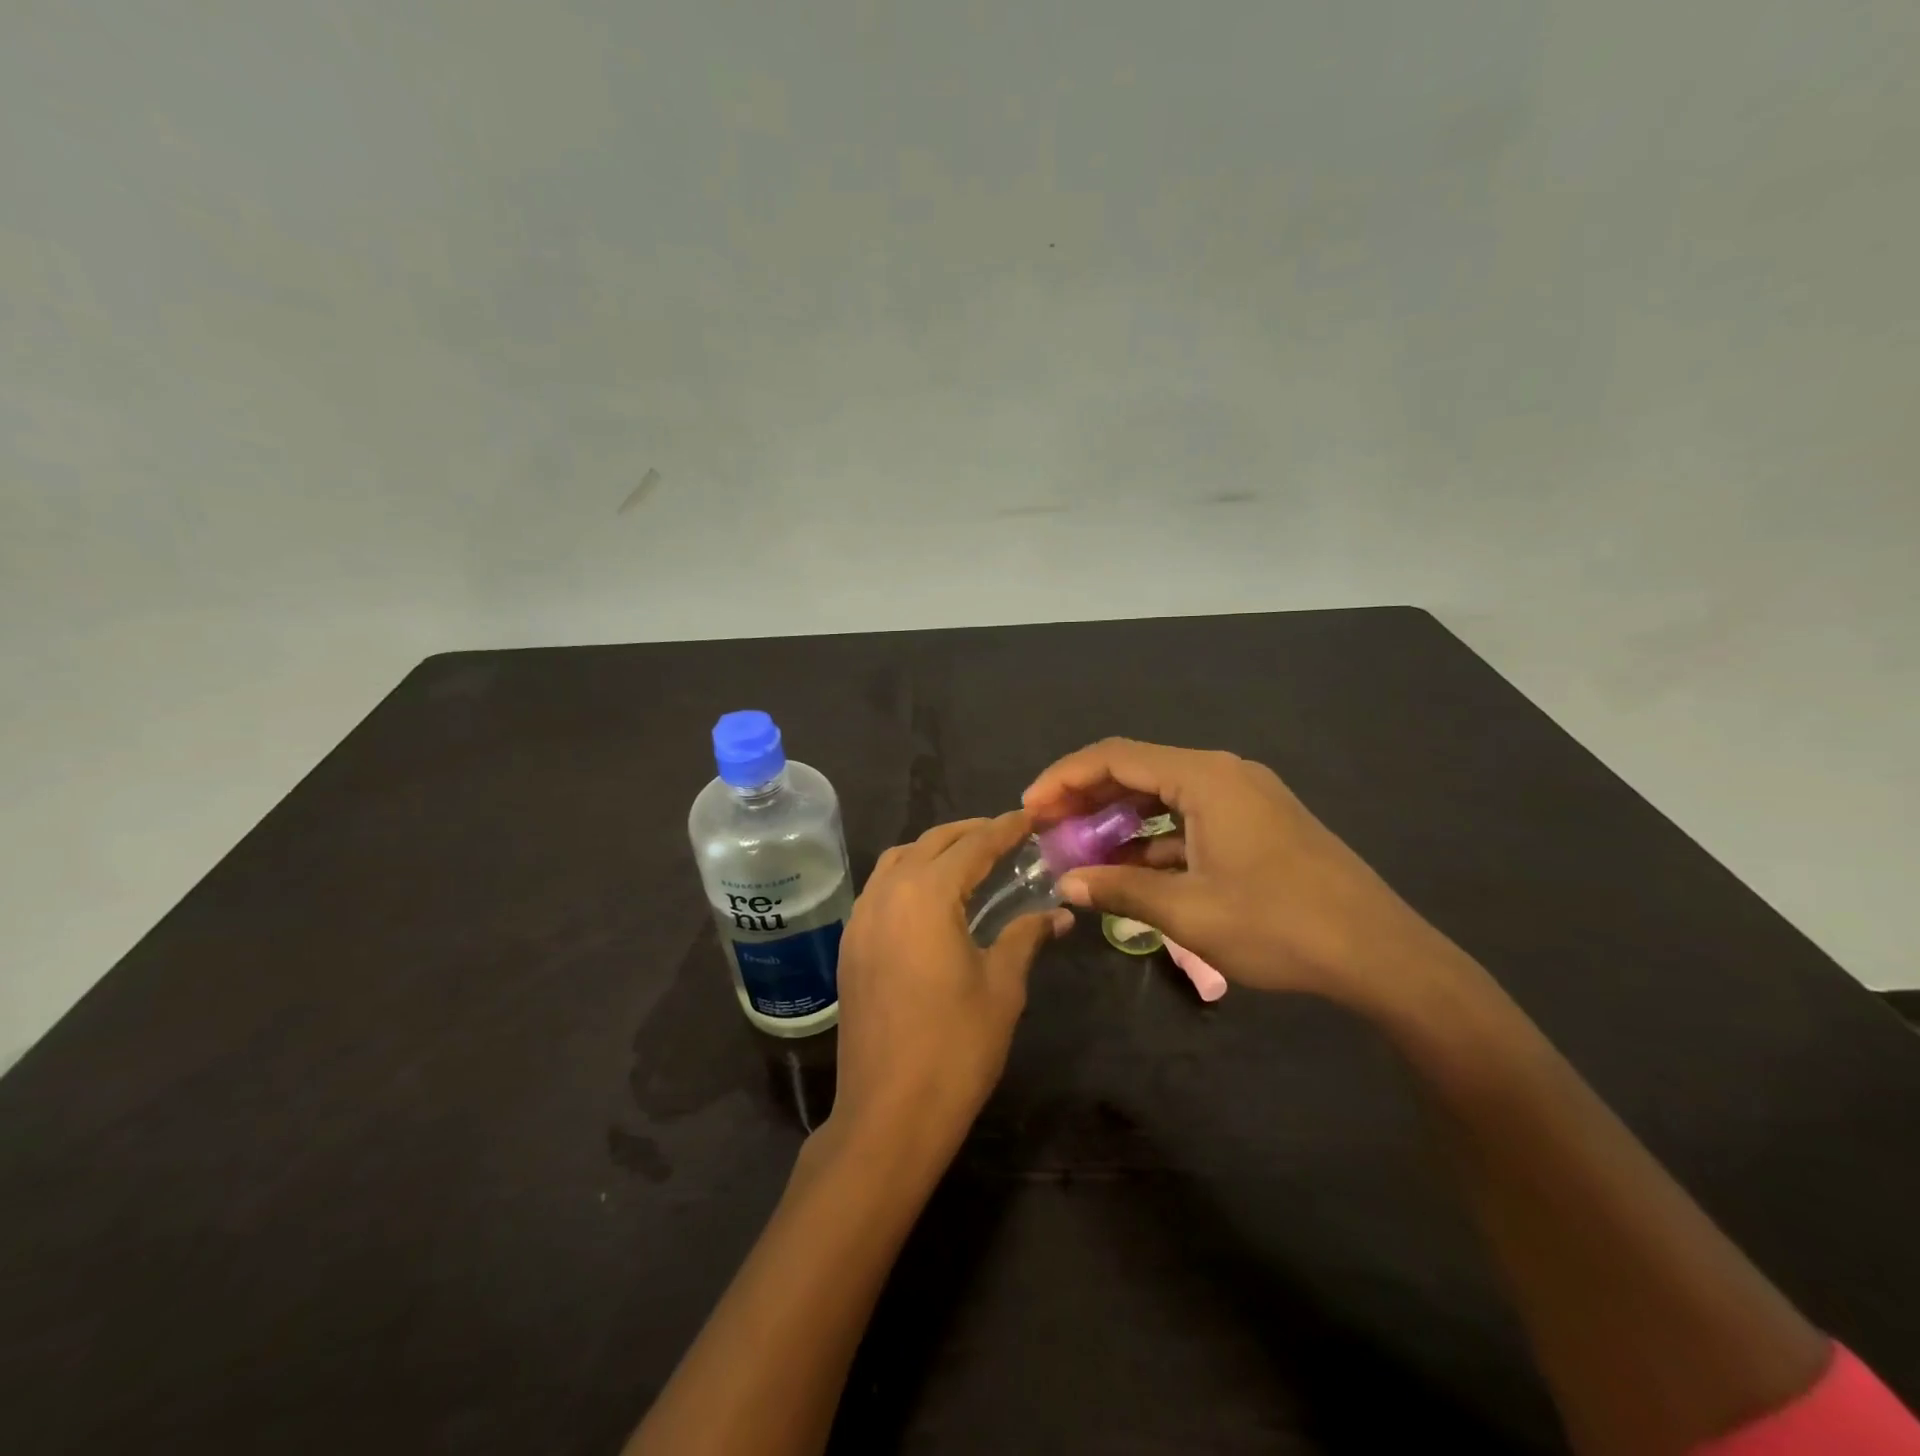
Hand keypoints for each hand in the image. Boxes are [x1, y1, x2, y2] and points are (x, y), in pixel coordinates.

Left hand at [827, 813, 1069, 1158]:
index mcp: (926, 894)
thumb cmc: (955, 1047)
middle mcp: (887, 893)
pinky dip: (909, 875)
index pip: (973, 845)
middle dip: (969, 832)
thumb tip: (1058, 913)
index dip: (1005, 828)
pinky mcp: (850, 944)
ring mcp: (862, 918)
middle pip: (931, 842)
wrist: (888, 1112)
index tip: (1031, 817)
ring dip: (934, 850)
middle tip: (1006, 834)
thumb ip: (1026, 937)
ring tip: (970, 859)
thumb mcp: (1002, 987)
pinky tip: (932, 897)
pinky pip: (880, 888)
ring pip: (898, 860)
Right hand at [1023, 738, 1462, 1014]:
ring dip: (1120, 818)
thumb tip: (1066, 883)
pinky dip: (1155, 835)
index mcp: (1205, 777)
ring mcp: (1245, 796)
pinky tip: (1132, 867)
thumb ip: (1120, 890)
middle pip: (1138, 768)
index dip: (1064, 779)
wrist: (1381, 954)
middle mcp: (1224, 772)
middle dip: (1087, 796)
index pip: (1116, 757)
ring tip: (1080, 848)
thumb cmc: (1280, 926)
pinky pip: (1190, 815)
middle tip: (1047, 828)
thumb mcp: (1189, 912)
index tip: (1029, 809)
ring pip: (1163, 793)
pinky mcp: (1258, 822)